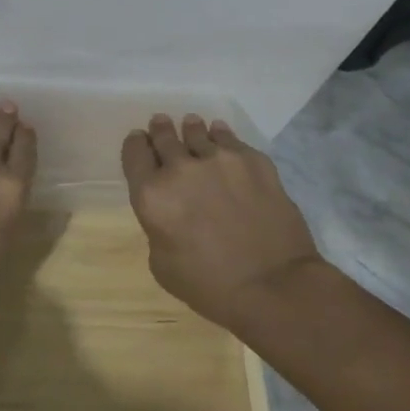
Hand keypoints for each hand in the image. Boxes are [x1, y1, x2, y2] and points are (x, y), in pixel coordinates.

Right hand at [121, 113, 322, 331]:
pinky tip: (221, 135)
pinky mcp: (253, 160)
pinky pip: (230, 138)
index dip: (136, 146)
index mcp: (152, 195)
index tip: (140, 143)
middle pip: (163, 135)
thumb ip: (157, 227)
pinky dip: (221, 135)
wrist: (275, 287)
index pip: (134, 153)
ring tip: (192, 125)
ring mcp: (219, 160)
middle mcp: (181, 168)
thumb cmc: (210, 286)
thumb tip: (169, 211)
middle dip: (160, 130)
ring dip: (190, 129)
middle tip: (161, 124)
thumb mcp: (162, 264)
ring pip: (197, 130)